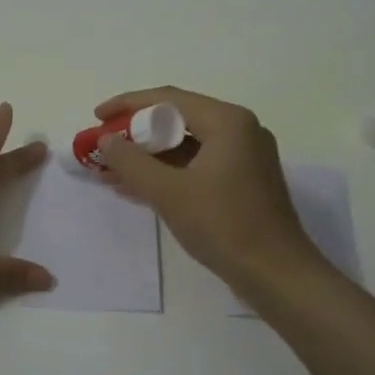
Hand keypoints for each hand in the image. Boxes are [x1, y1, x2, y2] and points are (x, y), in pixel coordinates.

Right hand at [94, 86, 321, 287]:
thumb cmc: (223, 225)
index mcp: (227, 121)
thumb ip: (131, 162)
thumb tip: (105, 140)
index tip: (97, 117)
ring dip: (149, 156)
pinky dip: (168, 172)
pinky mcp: (244, 181)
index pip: (168, 98)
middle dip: (136, 133)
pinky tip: (138, 187)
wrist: (277, 275)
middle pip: (178, 119)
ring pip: (186, 145)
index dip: (127, 105)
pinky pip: (197, 165)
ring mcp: (245, 156)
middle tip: (103, 146)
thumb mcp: (168, 192)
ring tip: (111, 170)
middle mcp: (240, 130)